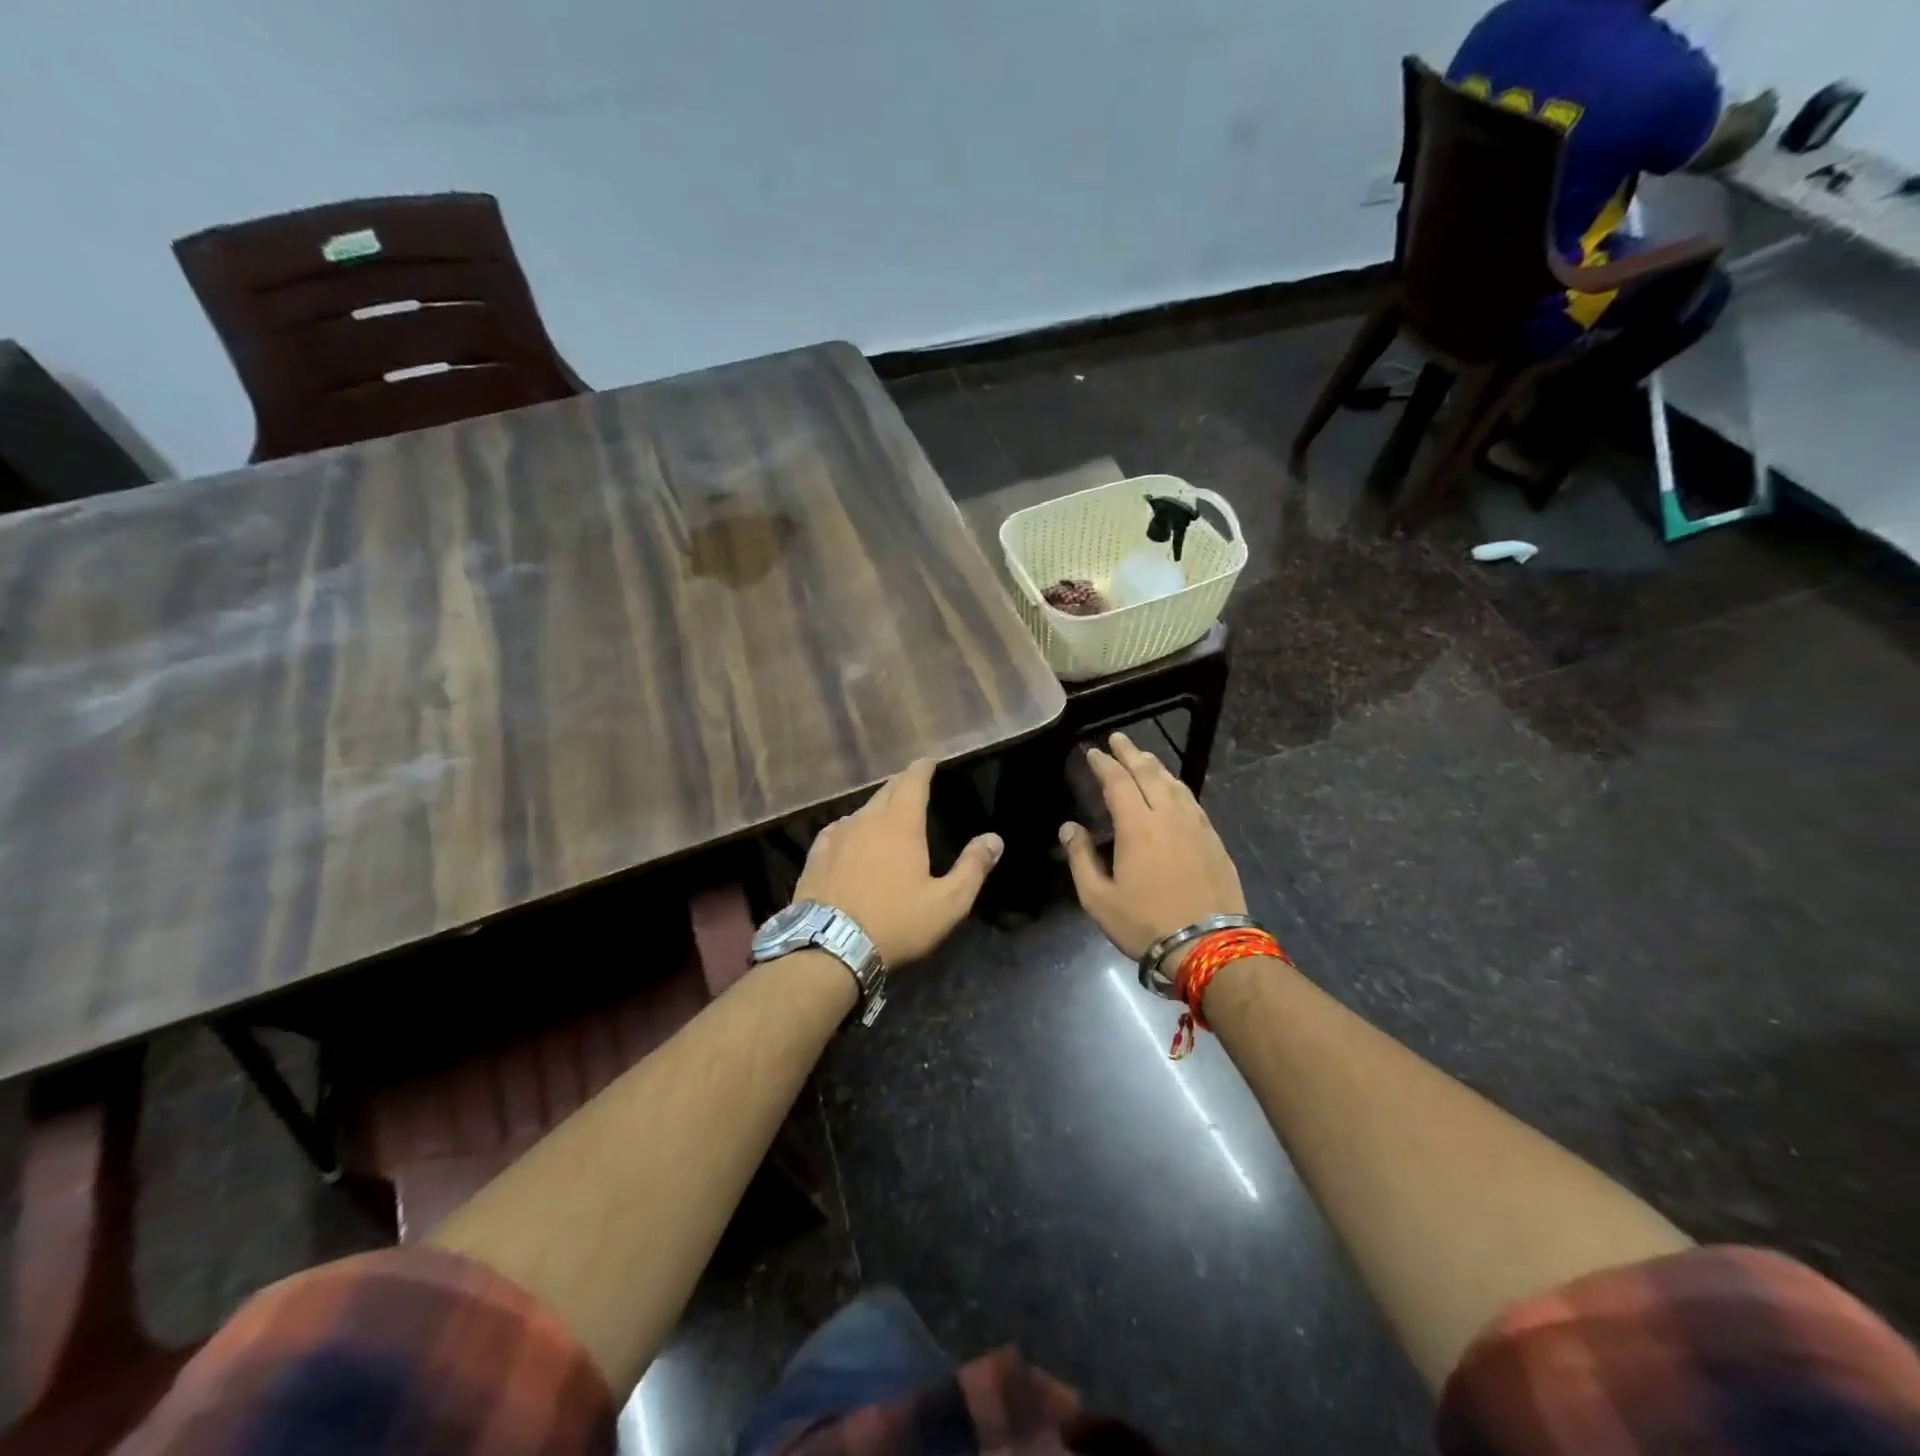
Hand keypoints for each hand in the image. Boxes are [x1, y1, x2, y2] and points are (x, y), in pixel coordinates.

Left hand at [794, 759, 1002, 966]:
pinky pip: (839, 830)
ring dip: (877, 809)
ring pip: (862, 811)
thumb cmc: (896, 923)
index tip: (928, 762)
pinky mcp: (816, 854)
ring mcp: (837, 835)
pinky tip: (852, 841)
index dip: (922, 768)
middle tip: (913, 787)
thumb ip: (972, 867)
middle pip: (886, 791)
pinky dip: (852, 829)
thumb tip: (994, 839)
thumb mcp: (947, 903)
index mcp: (901, 823)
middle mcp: (867, 819)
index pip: (913, 780)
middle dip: (902, 786)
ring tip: (887, 817)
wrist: (829, 947)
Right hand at [1059, 732, 1246, 961]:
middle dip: (1131, 753)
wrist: (1209, 946)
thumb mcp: (1098, 898)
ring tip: (1143, 757)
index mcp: (1137, 825)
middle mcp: (1168, 815)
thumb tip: (1069, 827)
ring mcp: (1196, 826)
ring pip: (1174, 783)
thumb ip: (1080, 858)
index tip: (1092, 751)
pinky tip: (1174, 789)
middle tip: (1118, 739)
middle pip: (1149, 773)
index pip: (1117, 781)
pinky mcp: (1214, 839)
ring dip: (1155, 766)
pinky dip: (1176, 786)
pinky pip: (1191, 800)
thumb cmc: (1145, 923)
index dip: (1103, 763)